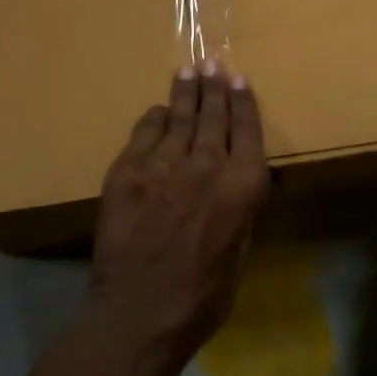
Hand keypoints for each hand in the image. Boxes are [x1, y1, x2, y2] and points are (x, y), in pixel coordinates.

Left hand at [89, 61, 270, 363]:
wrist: (139, 311)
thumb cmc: (201, 297)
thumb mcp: (240, 254)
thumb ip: (240, 210)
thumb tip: (239, 182)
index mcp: (242, 186)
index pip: (247, 130)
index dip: (243, 102)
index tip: (239, 80)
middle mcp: (207, 164)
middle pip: (213, 114)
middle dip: (214, 87)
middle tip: (213, 64)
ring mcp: (164, 162)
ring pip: (179, 116)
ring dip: (185, 92)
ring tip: (189, 71)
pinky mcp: (128, 169)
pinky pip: (144, 132)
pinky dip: (154, 118)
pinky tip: (158, 111)